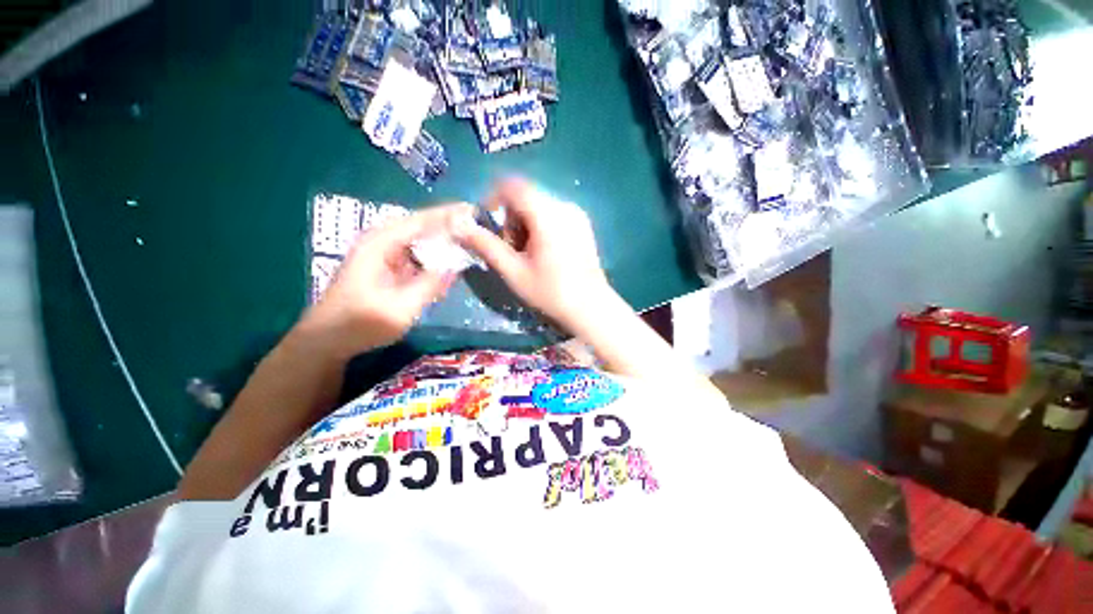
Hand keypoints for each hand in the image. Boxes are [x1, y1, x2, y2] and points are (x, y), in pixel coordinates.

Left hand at [300, 204, 469, 357]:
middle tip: (480, 226)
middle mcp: (383, 243)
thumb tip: (456, 266)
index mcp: (380, 244)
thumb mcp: (399, 308)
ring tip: (473, 240)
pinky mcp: (391, 269)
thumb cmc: (359, 324)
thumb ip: (429, 285)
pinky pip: (419, 257)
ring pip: (422, 241)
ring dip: (446, 241)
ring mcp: (386, 256)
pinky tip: (454, 261)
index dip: (448, 214)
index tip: (475, 210)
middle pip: (423, 227)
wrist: (328, 341)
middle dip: (451, 225)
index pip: (420, 220)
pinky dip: (437, 257)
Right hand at [454, 178, 614, 333]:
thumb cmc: (551, 292)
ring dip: (524, 224)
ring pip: (539, 205)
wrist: (591, 308)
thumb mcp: (513, 271)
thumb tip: (458, 224)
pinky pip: (553, 214)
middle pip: (526, 196)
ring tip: (527, 255)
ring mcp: (577, 214)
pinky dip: (540, 226)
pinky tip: (544, 253)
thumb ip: (485, 245)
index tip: (489, 226)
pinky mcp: (583, 225)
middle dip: (510, 218)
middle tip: (510, 249)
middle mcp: (565, 206)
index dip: (493, 199)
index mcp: (548, 214)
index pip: (512, 186)